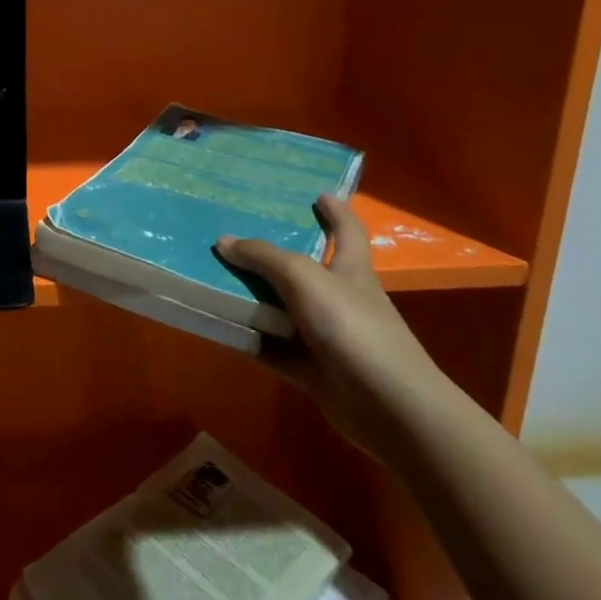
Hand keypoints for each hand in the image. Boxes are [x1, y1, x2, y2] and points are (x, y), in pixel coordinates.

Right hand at [216, 195, 448, 457]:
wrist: (387, 405)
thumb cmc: (352, 326)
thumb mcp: (304, 278)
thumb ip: (263, 257)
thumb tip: (224, 241)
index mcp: (350, 269)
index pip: (347, 230)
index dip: (336, 210)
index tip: (320, 194)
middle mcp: (339, 298)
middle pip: (304, 269)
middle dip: (274, 254)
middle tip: (237, 234)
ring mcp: (325, 336)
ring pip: (282, 310)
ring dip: (253, 299)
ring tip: (213, 276)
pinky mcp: (312, 370)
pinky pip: (272, 349)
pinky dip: (249, 340)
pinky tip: (218, 328)